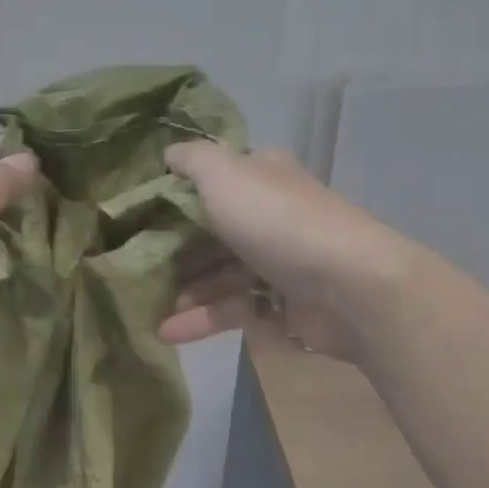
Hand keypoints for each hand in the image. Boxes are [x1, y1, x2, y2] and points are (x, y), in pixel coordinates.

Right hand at [159, 143, 413, 360]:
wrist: (350, 287)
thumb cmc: (278, 222)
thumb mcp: (225, 174)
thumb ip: (193, 159)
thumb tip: (170, 155)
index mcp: (261, 177)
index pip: (214, 180)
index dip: (177, 195)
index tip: (140, 216)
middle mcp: (271, 214)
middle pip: (214, 230)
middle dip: (176, 250)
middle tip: (138, 268)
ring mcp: (280, 261)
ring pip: (222, 274)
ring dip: (187, 290)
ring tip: (149, 309)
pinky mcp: (286, 304)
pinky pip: (236, 308)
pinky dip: (204, 318)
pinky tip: (169, 332)